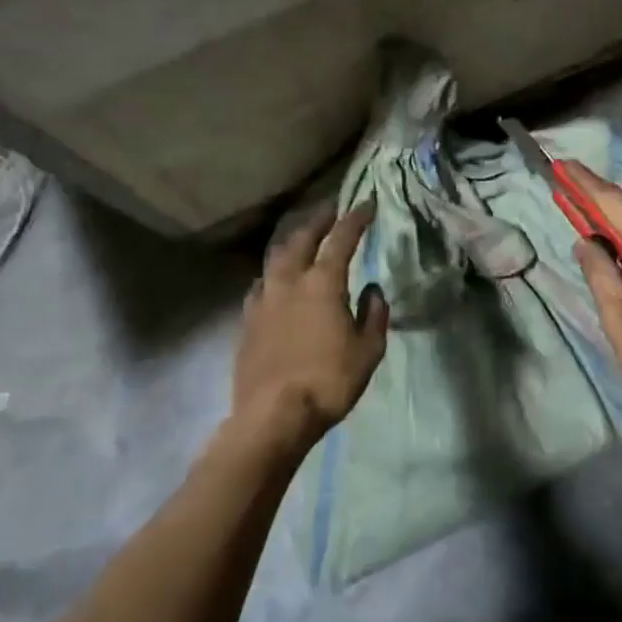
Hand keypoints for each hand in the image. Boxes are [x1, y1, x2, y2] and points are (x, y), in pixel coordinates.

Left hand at [231, 202, 389, 453]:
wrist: (272, 416)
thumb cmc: (329, 381)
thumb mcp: (368, 351)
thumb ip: (374, 315)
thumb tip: (372, 290)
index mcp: (323, 282)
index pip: (342, 238)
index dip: (356, 218)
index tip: (367, 204)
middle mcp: (290, 281)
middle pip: (303, 238)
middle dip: (319, 220)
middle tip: (330, 210)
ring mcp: (264, 299)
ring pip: (277, 258)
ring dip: (293, 243)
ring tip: (301, 240)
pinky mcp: (247, 321)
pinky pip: (261, 285)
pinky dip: (273, 274)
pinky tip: (273, 281)